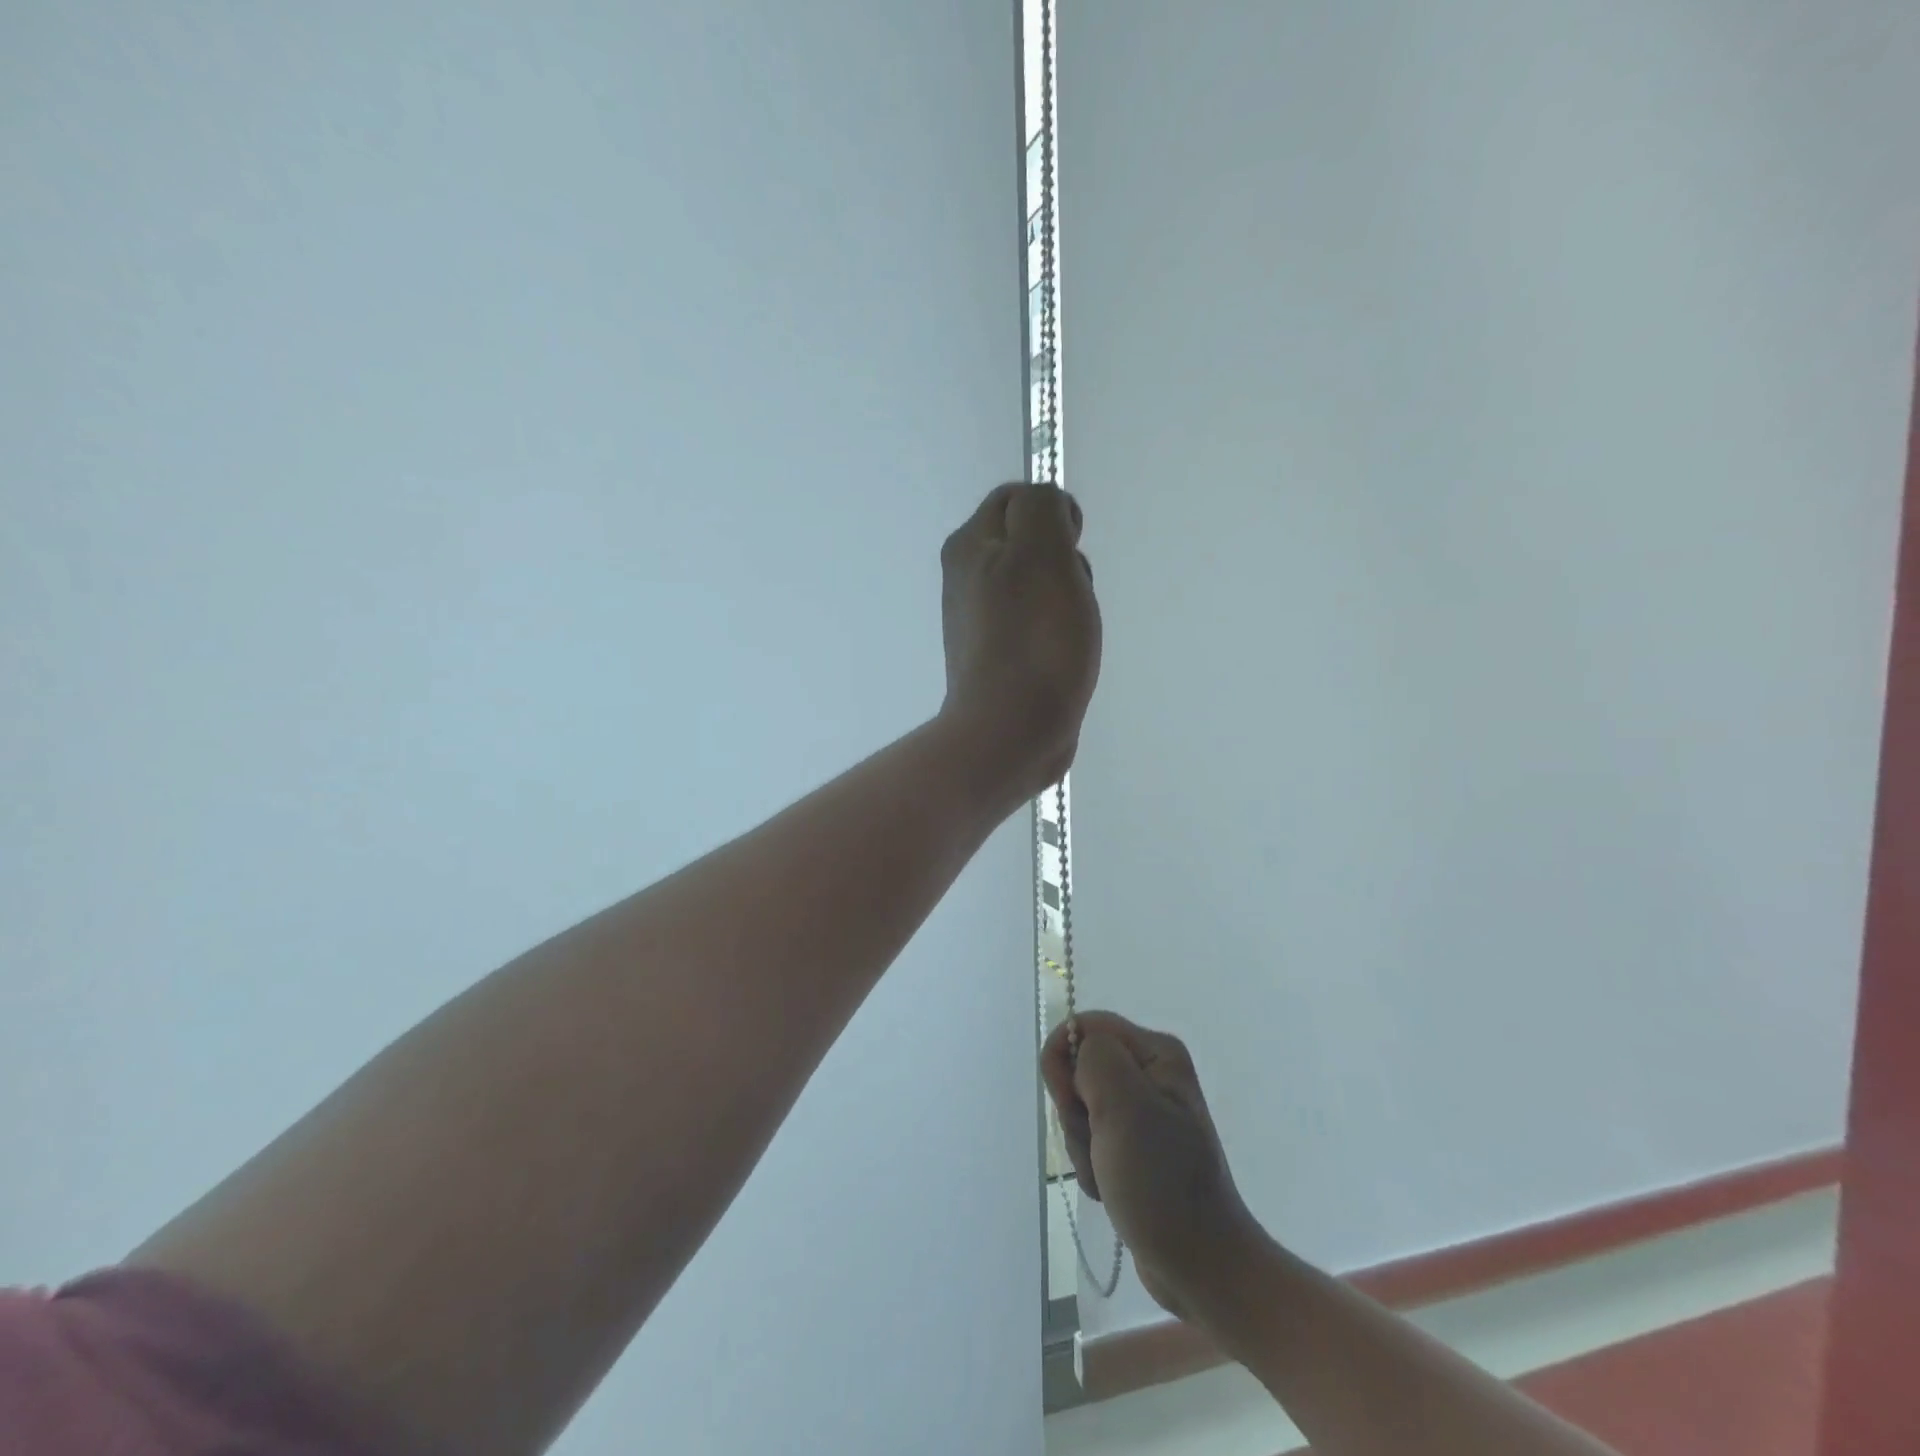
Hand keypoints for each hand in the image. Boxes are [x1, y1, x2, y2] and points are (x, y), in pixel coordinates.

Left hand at [940, 482, 1099, 800]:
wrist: (1012, 730)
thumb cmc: (1033, 638)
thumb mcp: (1041, 552)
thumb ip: (1042, 508)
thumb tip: (1045, 508)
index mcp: (969, 546)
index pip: (1016, 499)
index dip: (1054, 515)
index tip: (1071, 550)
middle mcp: (967, 578)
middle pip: (1030, 544)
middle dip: (1063, 560)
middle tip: (1069, 595)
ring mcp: (981, 621)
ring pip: (1039, 586)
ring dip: (1066, 599)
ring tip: (1069, 632)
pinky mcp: (998, 657)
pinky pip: (1037, 625)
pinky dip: (1056, 633)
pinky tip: (1063, 657)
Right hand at [1042, 1011, 1257, 1320]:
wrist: (1202, 1265)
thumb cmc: (1163, 1182)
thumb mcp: (1127, 1107)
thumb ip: (1096, 1059)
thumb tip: (1077, 1049)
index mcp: (1156, 1052)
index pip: (1084, 1028)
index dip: (1065, 1062)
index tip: (1072, 1105)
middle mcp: (1151, 1073)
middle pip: (1078, 1068)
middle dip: (1074, 1112)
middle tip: (1099, 1146)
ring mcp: (1143, 1111)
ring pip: (1079, 1105)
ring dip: (1081, 1144)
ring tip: (1107, 1174)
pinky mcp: (1135, 1144)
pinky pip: (1090, 1136)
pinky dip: (1089, 1163)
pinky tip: (1109, 1187)